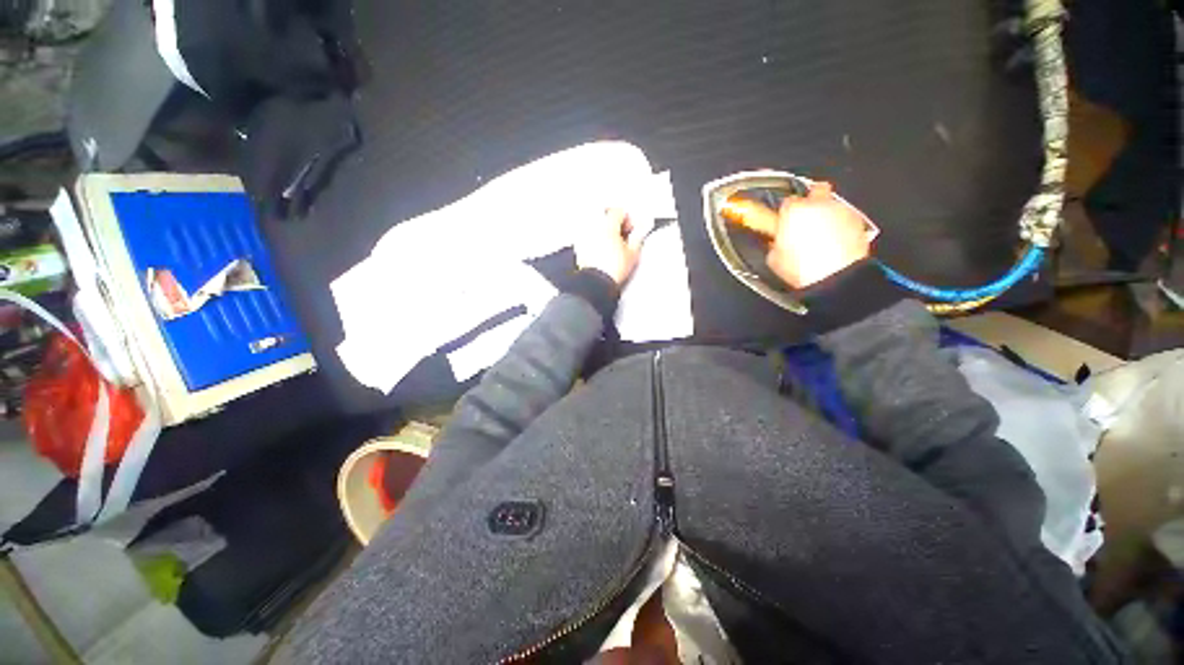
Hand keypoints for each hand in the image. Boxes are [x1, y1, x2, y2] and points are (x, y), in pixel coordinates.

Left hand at [575, 208, 647, 285]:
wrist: (596, 284)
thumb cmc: (612, 270)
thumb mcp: (633, 253)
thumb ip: (638, 236)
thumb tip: (642, 227)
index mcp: (607, 224)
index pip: (618, 211)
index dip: (628, 219)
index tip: (631, 230)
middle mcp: (592, 226)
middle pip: (604, 213)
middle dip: (614, 221)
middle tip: (622, 233)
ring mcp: (583, 236)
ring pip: (594, 224)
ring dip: (604, 229)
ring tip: (612, 243)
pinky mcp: (578, 247)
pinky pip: (587, 235)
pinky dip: (595, 238)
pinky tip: (601, 250)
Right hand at [766, 182, 871, 287]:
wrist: (835, 278)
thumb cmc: (802, 268)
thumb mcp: (774, 258)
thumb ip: (774, 243)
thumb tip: (776, 241)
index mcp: (794, 211)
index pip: (787, 201)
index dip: (786, 212)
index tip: (784, 222)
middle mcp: (819, 204)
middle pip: (816, 189)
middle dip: (811, 200)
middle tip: (805, 218)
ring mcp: (841, 210)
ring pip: (833, 204)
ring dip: (827, 215)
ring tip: (821, 236)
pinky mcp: (858, 221)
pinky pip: (846, 218)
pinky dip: (841, 225)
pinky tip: (835, 242)